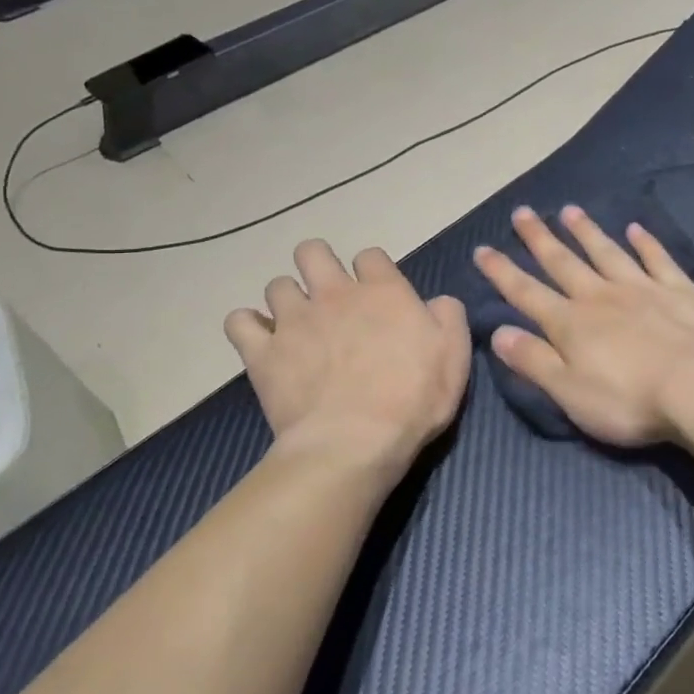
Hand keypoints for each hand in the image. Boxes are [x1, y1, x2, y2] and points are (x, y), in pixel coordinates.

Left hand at [225, 240, 469, 482]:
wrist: (355, 442)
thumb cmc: (414, 399)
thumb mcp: (454, 355)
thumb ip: (448, 316)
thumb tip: (435, 302)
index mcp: (383, 291)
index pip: (370, 255)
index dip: (373, 272)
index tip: (378, 296)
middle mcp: (334, 294)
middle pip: (312, 252)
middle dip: (318, 266)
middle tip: (330, 297)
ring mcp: (294, 321)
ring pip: (276, 285)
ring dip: (287, 300)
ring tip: (297, 326)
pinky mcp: (263, 352)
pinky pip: (239, 322)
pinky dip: (248, 328)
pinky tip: (262, 342)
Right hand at [472, 205, 693, 446]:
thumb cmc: (628, 400)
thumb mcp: (569, 392)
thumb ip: (533, 361)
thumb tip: (498, 332)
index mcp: (571, 324)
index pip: (526, 293)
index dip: (502, 272)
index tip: (482, 249)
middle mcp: (601, 297)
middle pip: (564, 263)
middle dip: (540, 239)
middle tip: (523, 212)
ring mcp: (642, 288)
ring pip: (607, 252)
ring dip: (586, 232)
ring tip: (570, 210)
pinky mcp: (679, 290)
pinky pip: (657, 259)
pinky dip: (646, 242)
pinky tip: (637, 228)